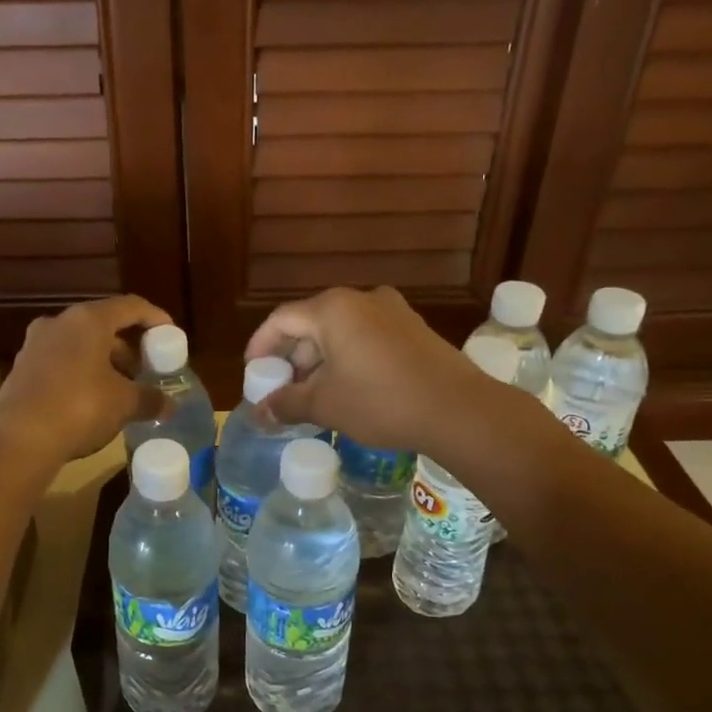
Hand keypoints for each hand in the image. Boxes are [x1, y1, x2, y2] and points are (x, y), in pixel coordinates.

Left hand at [0, 296, 172, 466]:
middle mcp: (59, 323)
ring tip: (123, 390)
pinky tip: (94, 402)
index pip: (130, 306)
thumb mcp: (124, 403)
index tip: (171, 337)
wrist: (18, 439)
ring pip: (81, 346)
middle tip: (146, 370)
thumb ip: (150, 398)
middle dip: (129, 347)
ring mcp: (36, 345)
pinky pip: (62, 363)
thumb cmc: (80, 407)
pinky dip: (83, 374)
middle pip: (104, 326)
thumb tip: (169, 404)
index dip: (155, 318)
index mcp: (88, 319)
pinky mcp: (22, 370)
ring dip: (105, 363)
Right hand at [247, 287, 492, 454]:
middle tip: (283, 389)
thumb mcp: (326, 405)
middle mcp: (361, 299)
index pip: (281, 319)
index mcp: (332, 309)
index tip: (253, 372)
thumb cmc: (381, 401)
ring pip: (340, 331)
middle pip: (311, 323)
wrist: (458, 409)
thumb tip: (260, 412)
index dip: (261, 345)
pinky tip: (348, 388)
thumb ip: (287, 403)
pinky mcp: (413, 328)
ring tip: (313, 395)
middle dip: (293, 357)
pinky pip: (366, 337)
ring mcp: (392, 311)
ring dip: (321, 360)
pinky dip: (348, 358)